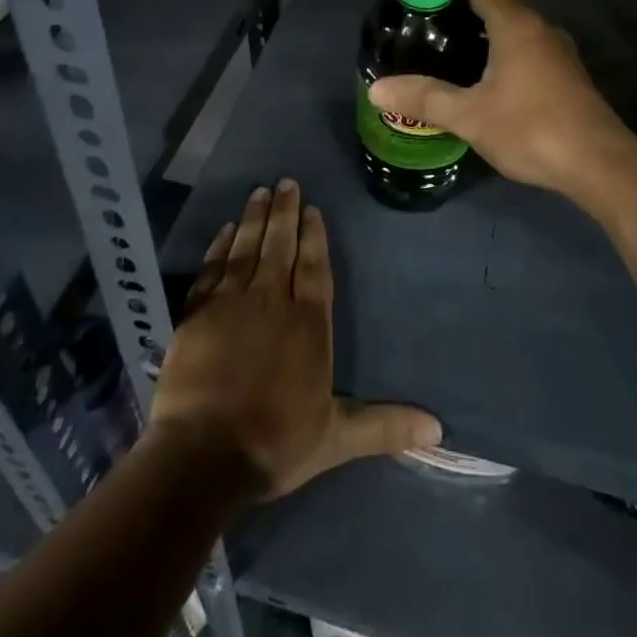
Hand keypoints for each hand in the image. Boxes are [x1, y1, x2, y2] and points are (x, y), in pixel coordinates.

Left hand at [149, 181, 439, 498]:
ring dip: (254, 219)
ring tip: (259, 192)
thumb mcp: (336, 438)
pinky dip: (219, 247)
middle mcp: (271, 301)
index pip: (314, 267)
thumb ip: (383, 425)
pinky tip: (225, 230)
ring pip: (247, 249)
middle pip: (280, 246)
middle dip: (285, 213)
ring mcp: (231, 303)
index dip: (314, 236)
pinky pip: (212, 269)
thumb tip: (439, 427)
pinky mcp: (197, 313)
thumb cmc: (275, 442)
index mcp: (307, 323)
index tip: (312, 208)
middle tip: (286, 183)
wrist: (204, 454)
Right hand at [368, 0, 630, 200]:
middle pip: (499, 5)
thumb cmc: (530, 128)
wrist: (599, 164)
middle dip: (464, 12)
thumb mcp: (469, 115)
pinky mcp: (568, 76)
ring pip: (516, 30)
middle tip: (429, 27)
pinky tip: (487, 81)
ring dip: (487, 36)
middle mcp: (540, 28)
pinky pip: (529, 51)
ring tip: (451, 52)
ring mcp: (559, 52)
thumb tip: (376, 89)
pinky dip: (505, 55)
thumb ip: (424, 98)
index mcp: (516, 24)